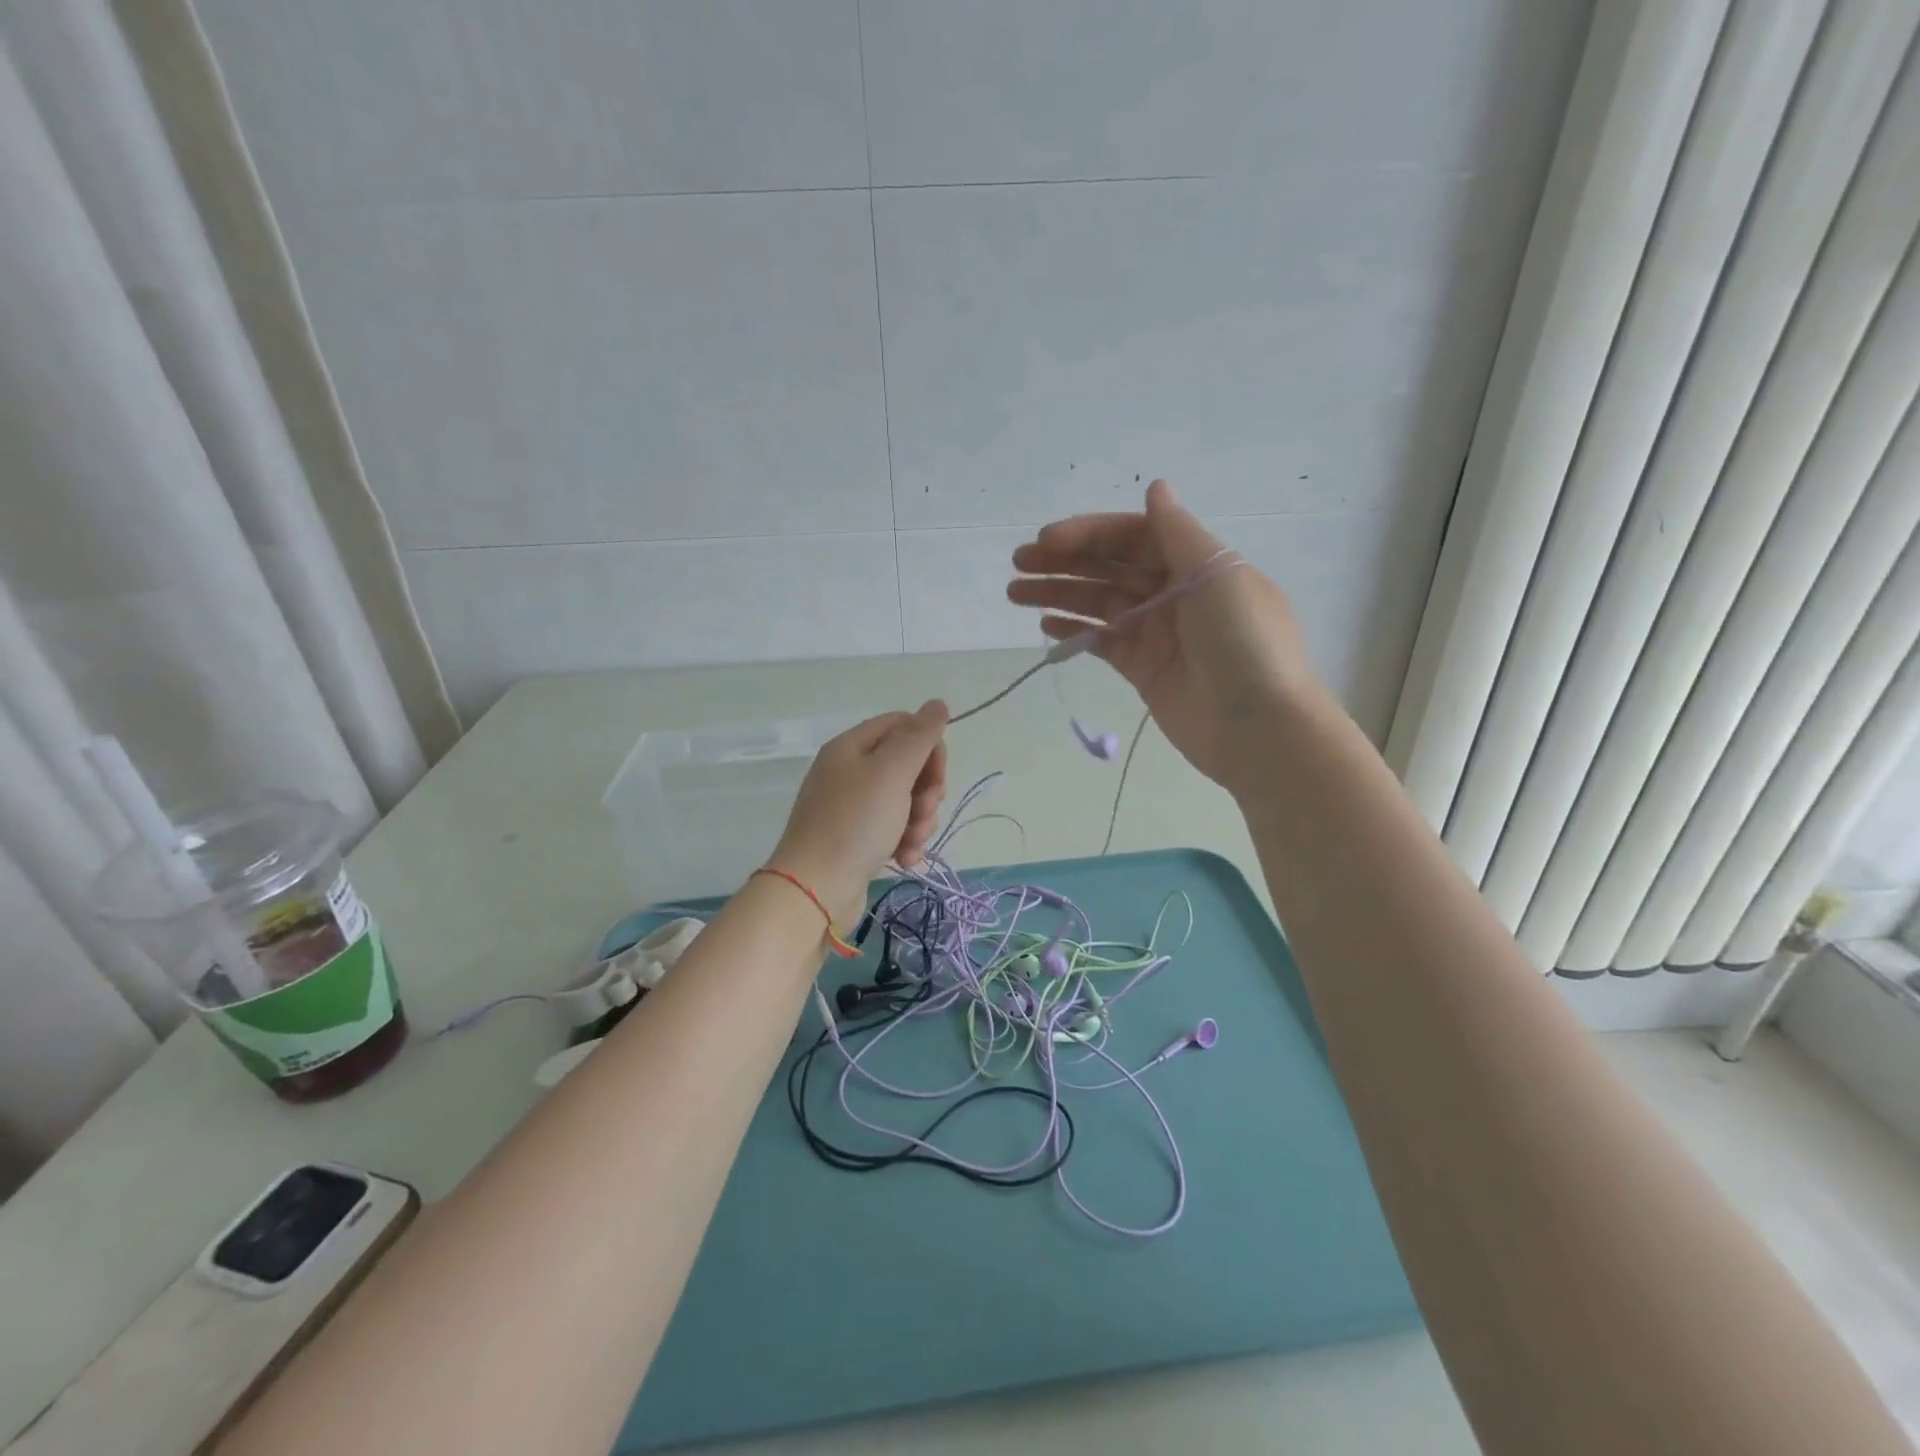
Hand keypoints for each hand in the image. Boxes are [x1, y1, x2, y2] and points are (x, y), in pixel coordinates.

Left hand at [769, 702, 947, 920]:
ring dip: (919, 820)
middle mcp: (849, 770)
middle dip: (926, 790)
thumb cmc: (855, 824)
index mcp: (852, 746)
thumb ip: (919, 736)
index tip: (937, 776)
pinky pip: (892, 827)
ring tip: (912, 842)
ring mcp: (850, 806)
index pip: (903, 725)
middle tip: (924, 812)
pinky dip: (905, 840)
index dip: (928, 747)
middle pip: (907, 764)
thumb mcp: (892, 772)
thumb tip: (938, 704)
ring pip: (905, 799)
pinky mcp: (855, 837)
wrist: (814, 890)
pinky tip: (905, 859)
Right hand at [1007, 480, 1319, 791]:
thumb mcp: (1217, 575)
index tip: (1046, 541)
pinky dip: (1074, 631)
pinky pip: (1102, 641)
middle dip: (1064, 562)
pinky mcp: (1143, 669)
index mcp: (1194, 563)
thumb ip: (1178, 532)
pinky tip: (1045, 626)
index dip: (1089, 534)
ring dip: (1059, 594)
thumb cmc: (1243, 641)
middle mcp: (1173, 592)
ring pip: (1099, 603)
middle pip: (1110, 568)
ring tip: (1015, 593)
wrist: (1259, 726)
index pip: (1133, 537)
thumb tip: (1155, 487)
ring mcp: (1156, 632)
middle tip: (1018, 565)